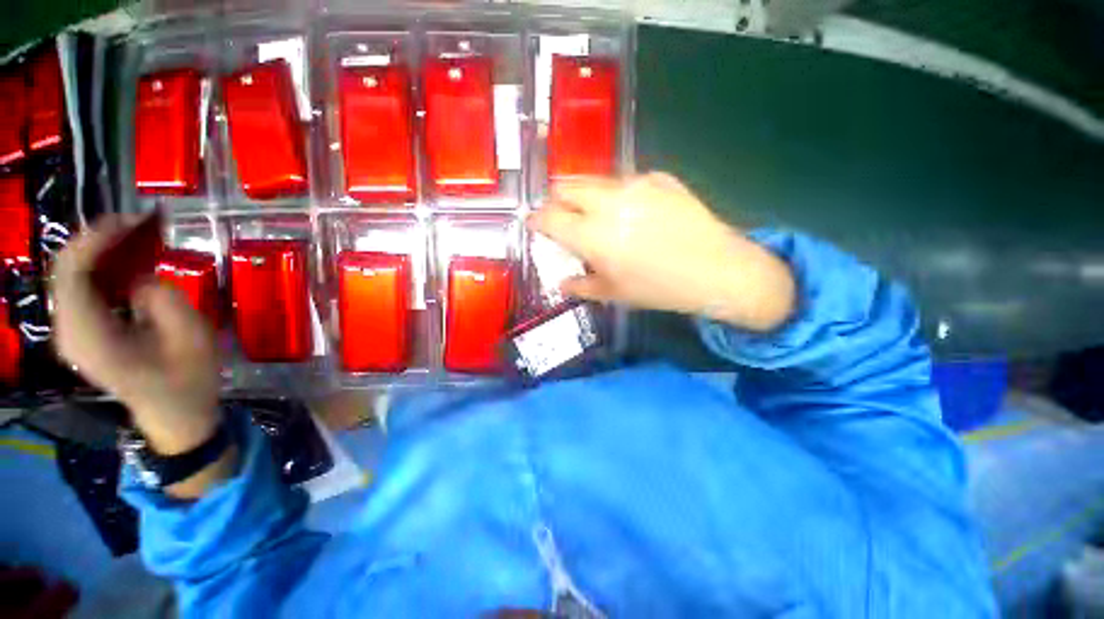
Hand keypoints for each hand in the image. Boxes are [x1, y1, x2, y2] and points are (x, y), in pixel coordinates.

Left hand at [50, 216, 220, 454]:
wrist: (175, 412)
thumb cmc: (187, 379)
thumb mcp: (190, 336)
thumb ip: (162, 298)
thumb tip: (140, 277)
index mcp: (89, 336)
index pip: (73, 273)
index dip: (97, 239)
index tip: (131, 220)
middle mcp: (68, 331)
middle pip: (66, 270)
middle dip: (97, 239)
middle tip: (136, 224)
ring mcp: (70, 332)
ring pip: (69, 275)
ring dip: (98, 250)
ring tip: (133, 236)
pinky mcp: (79, 331)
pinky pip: (78, 287)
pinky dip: (98, 267)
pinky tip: (123, 261)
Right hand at [528, 173, 795, 331]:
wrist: (718, 269)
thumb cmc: (659, 288)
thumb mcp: (614, 294)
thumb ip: (581, 286)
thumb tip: (562, 282)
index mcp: (592, 234)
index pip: (549, 218)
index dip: (536, 220)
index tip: (534, 224)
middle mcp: (608, 201)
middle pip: (566, 186)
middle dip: (557, 200)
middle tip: (563, 217)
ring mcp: (635, 184)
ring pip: (595, 181)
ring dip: (586, 196)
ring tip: (597, 215)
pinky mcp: (659, 178)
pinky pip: (626, 181)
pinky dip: (617, 195)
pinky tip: (633, 212)